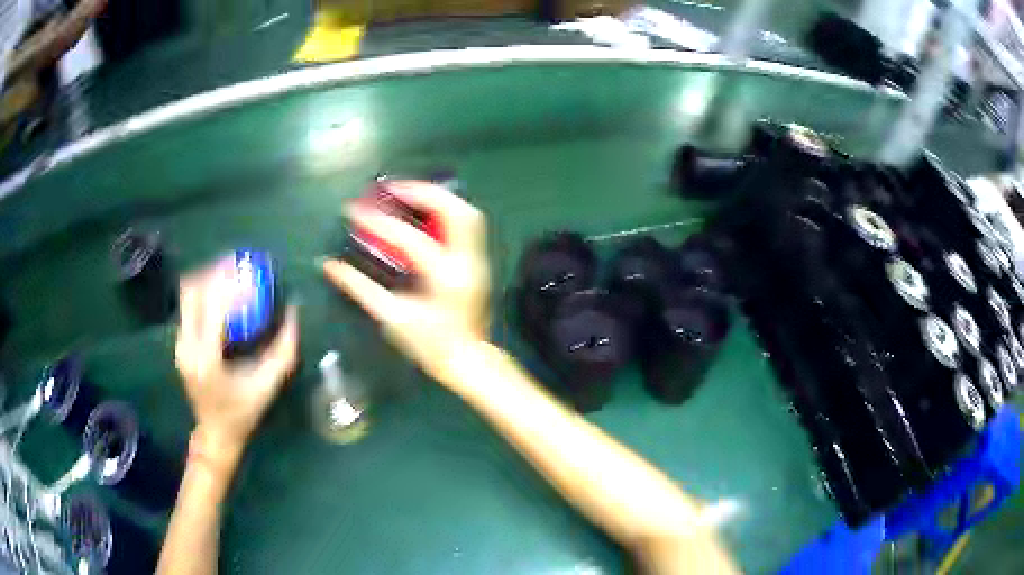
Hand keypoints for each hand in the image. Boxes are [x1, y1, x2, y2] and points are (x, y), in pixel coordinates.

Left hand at [175, 261, 298, 464]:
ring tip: (228, 275)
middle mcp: (187, 346)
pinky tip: (219, 296)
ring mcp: (179, 345)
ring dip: (206, 280)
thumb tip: (294, 312)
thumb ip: (283, 349)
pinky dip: (203, 294)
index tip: (247, 268)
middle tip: (236, 265)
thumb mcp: (268, 384)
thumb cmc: (242, 412)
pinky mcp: (179, 344)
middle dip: (213, 272)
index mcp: (207, 357)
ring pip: (187, 296)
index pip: (212, 304)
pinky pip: (188, 307)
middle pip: (192, 291)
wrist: (215, 434)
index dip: (228, 281)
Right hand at [324, 180, 489, 385]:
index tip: (353, 210)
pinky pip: (467, 225)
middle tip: (392, 188)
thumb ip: (360, 288)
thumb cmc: (429, 345)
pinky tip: (424, 213)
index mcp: (445, 277)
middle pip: (455, 210)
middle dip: (423, 192)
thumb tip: (330, 266)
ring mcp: (478, 260)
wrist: (468, 361)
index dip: (378, 222)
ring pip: (467, 213)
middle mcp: (467, 261)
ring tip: (407, 194)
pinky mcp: (479, 262)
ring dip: (437, 198)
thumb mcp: (392, 317)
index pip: (409, 238)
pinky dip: (445, 211)